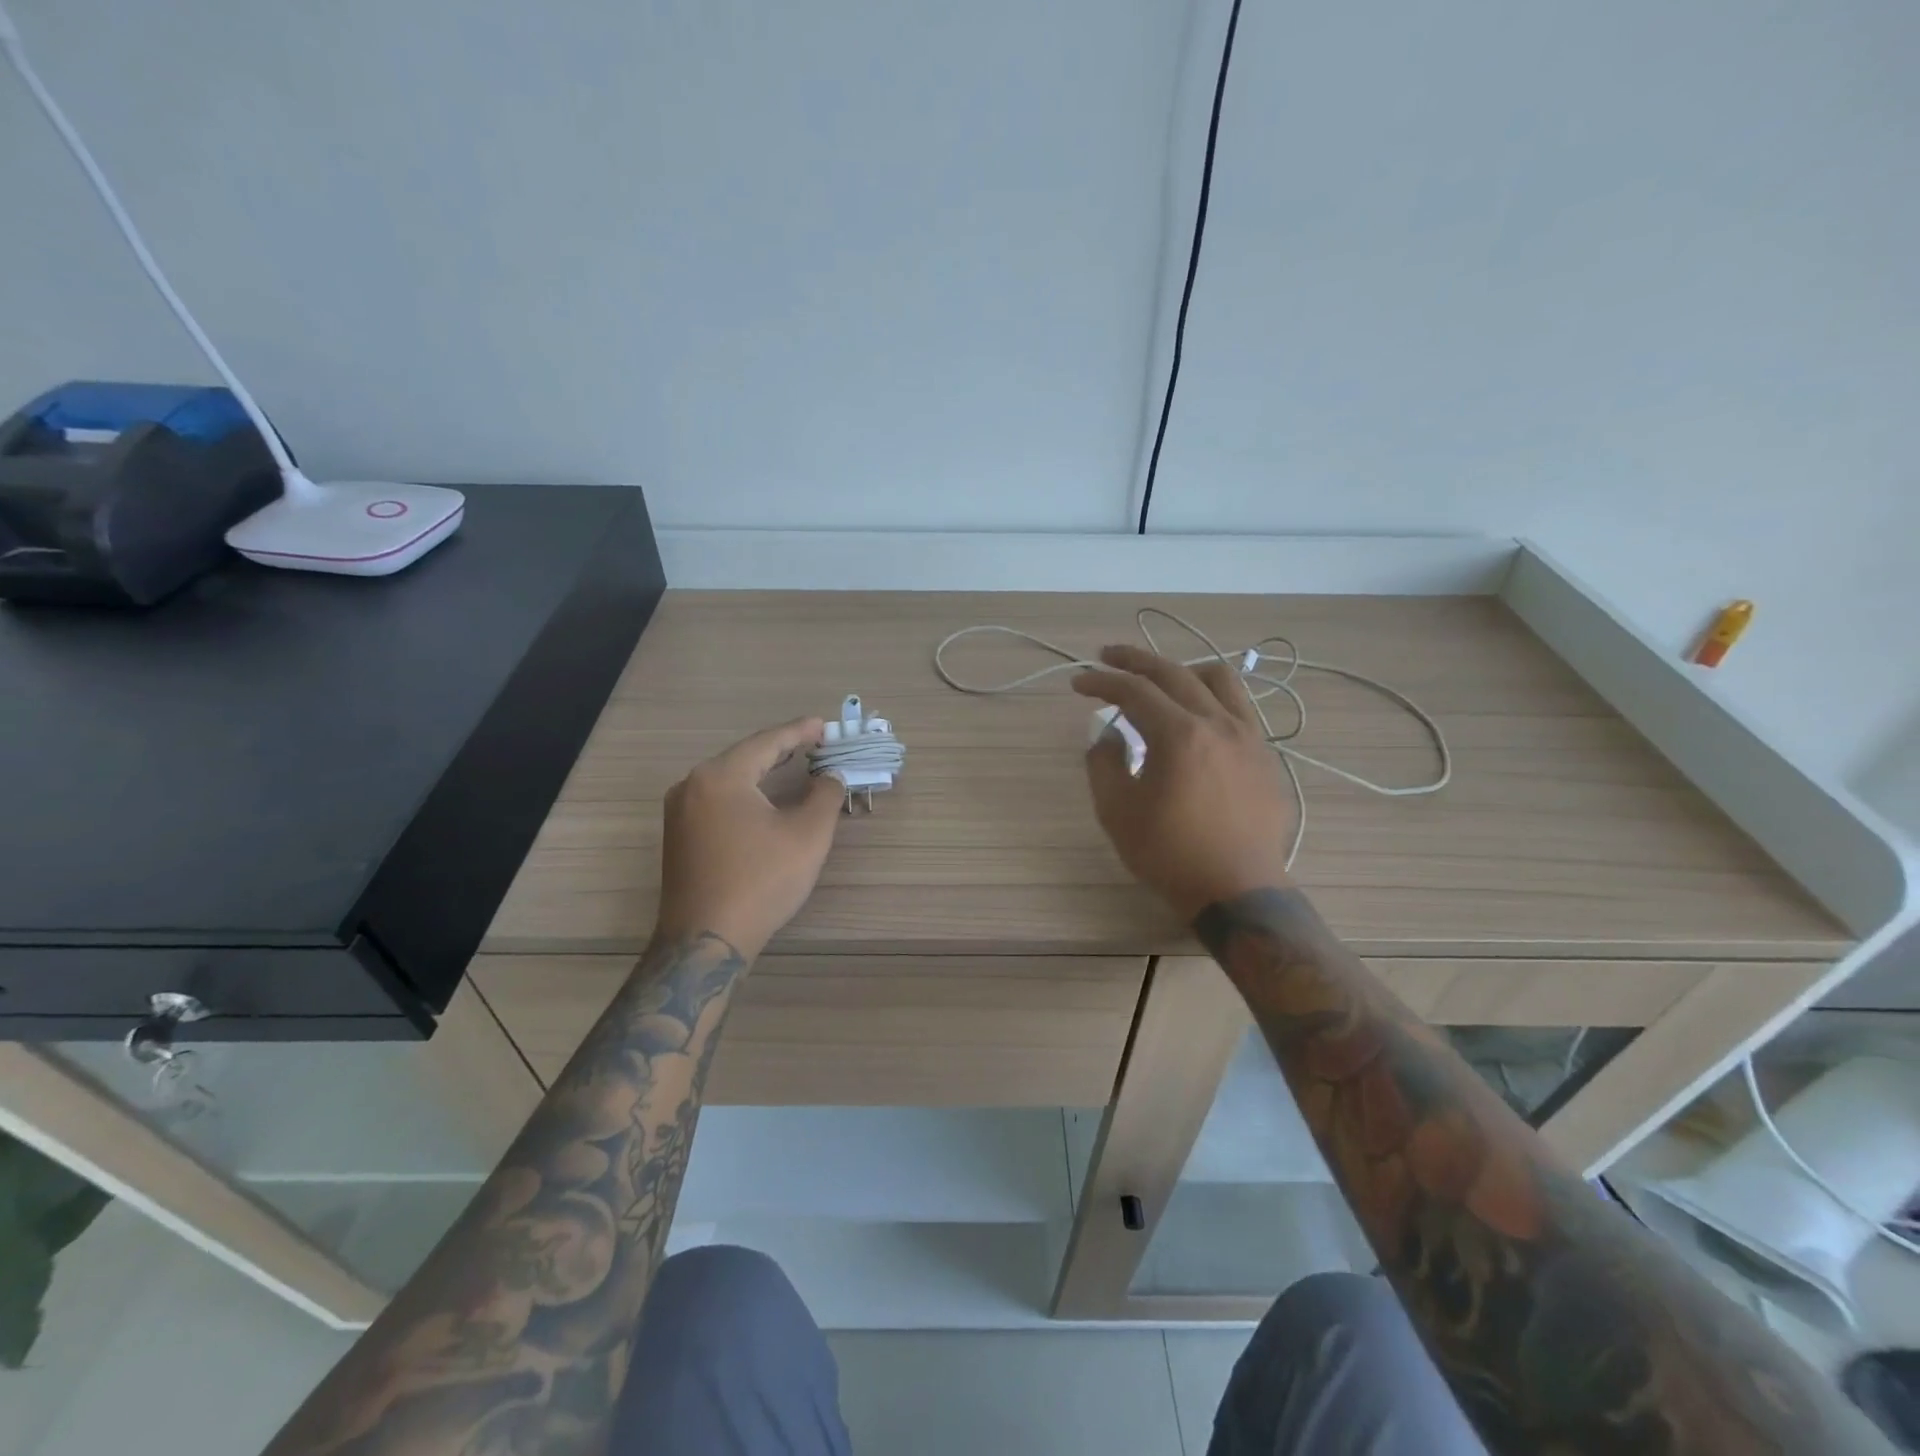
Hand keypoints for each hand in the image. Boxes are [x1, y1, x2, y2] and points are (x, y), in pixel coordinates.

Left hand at [655, 718, 844, 958]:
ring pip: (729, 779)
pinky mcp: (679, 836)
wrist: (706, 940)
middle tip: (815, 743)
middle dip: (781, 749)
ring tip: (794, 763)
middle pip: (744, 756)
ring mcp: (680, 812)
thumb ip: (825, 795)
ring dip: (762, 771)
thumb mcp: (808, 835)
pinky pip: (717, 800)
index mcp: (720, 776)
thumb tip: (830, 777)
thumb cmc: (761, 881)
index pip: (766, 742)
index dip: (799, 732)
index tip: (824, 725)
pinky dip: (746, 792)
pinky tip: (764, 798)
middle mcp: (692, 785)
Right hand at [1072, 645, 1296, 921]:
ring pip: (1218, 680)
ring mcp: (1248, 736)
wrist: (1237, 890)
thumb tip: (1109, 735)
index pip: (1134, 691)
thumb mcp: (1118, 813)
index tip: (1079, 682)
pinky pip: (1239, 707)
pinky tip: (1196, 717)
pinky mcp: (1264, 755)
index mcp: (1179, 735)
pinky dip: (1210, 697)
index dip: (1102, 682)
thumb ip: (1104, 764)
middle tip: (1107, 656)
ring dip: (1181, 670)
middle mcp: (1218, 723)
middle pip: (1173, 673)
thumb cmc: (1170, 854)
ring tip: (1159, 680)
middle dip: (1135, 660)